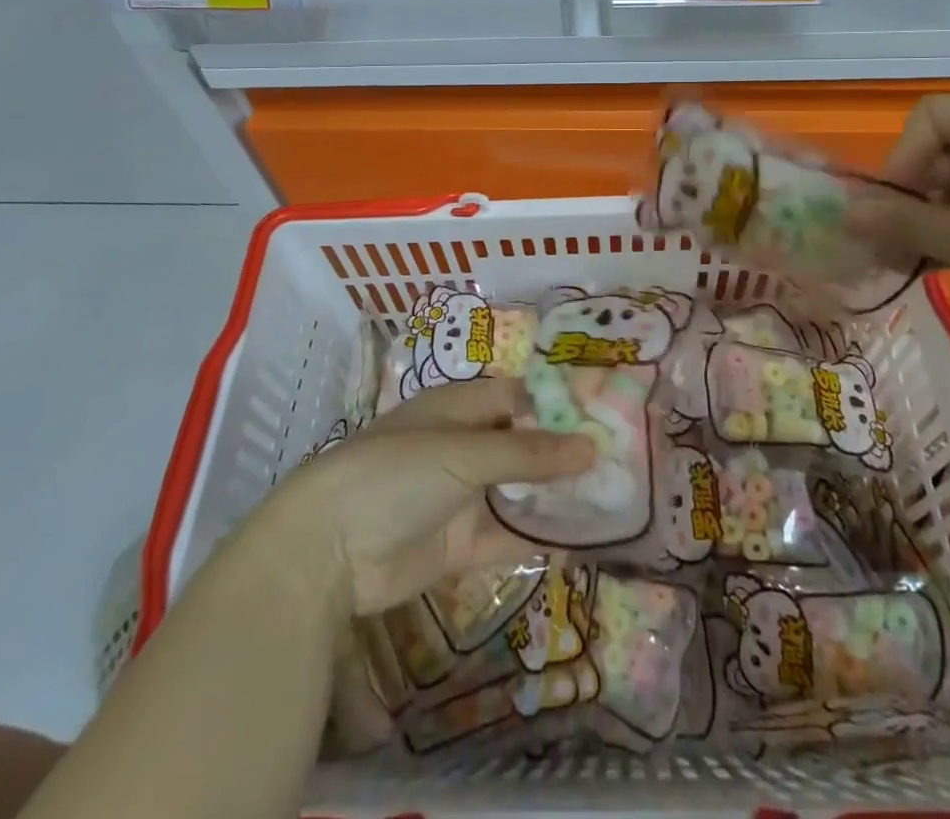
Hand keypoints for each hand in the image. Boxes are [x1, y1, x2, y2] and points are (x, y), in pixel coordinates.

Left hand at [251, 379, 594, 616]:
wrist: (326, 552)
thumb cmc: (394, 475)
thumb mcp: (463, 453)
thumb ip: (528, 454)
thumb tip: (592, 446)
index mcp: (457, 408)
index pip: (517, 396)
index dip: (557, 403)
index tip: (605, 412)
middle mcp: (462, 446)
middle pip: (522, 444)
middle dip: (563, 452)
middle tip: (622, 457)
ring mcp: (461, 497)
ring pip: (520, 491)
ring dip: (557, 495)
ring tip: (614, 496)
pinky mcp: (459, 545)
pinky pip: (508, 537)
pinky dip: (540, 538)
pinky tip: (583, 541)